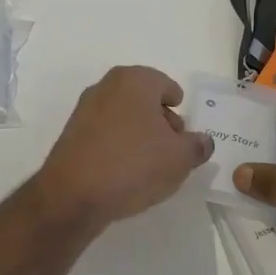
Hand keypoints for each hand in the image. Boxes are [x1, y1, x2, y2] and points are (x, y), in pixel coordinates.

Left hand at [36, 66, 213, 232]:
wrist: (73, 194)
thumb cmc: (133, 164)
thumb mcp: (179, 158)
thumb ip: (197, 145)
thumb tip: (202, 141)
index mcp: (134, 80)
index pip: (165, 85)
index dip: (178, 106)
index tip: (183, 129)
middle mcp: (107, 86)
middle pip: (143, 98)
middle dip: (160, 119)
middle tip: (172, 146)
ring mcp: (85, 109)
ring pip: (123, 115)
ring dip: (139, 133)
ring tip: (151, 164)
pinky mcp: (72, 133)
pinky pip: (106, 133)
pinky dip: (118, 144)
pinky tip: (125, 171)